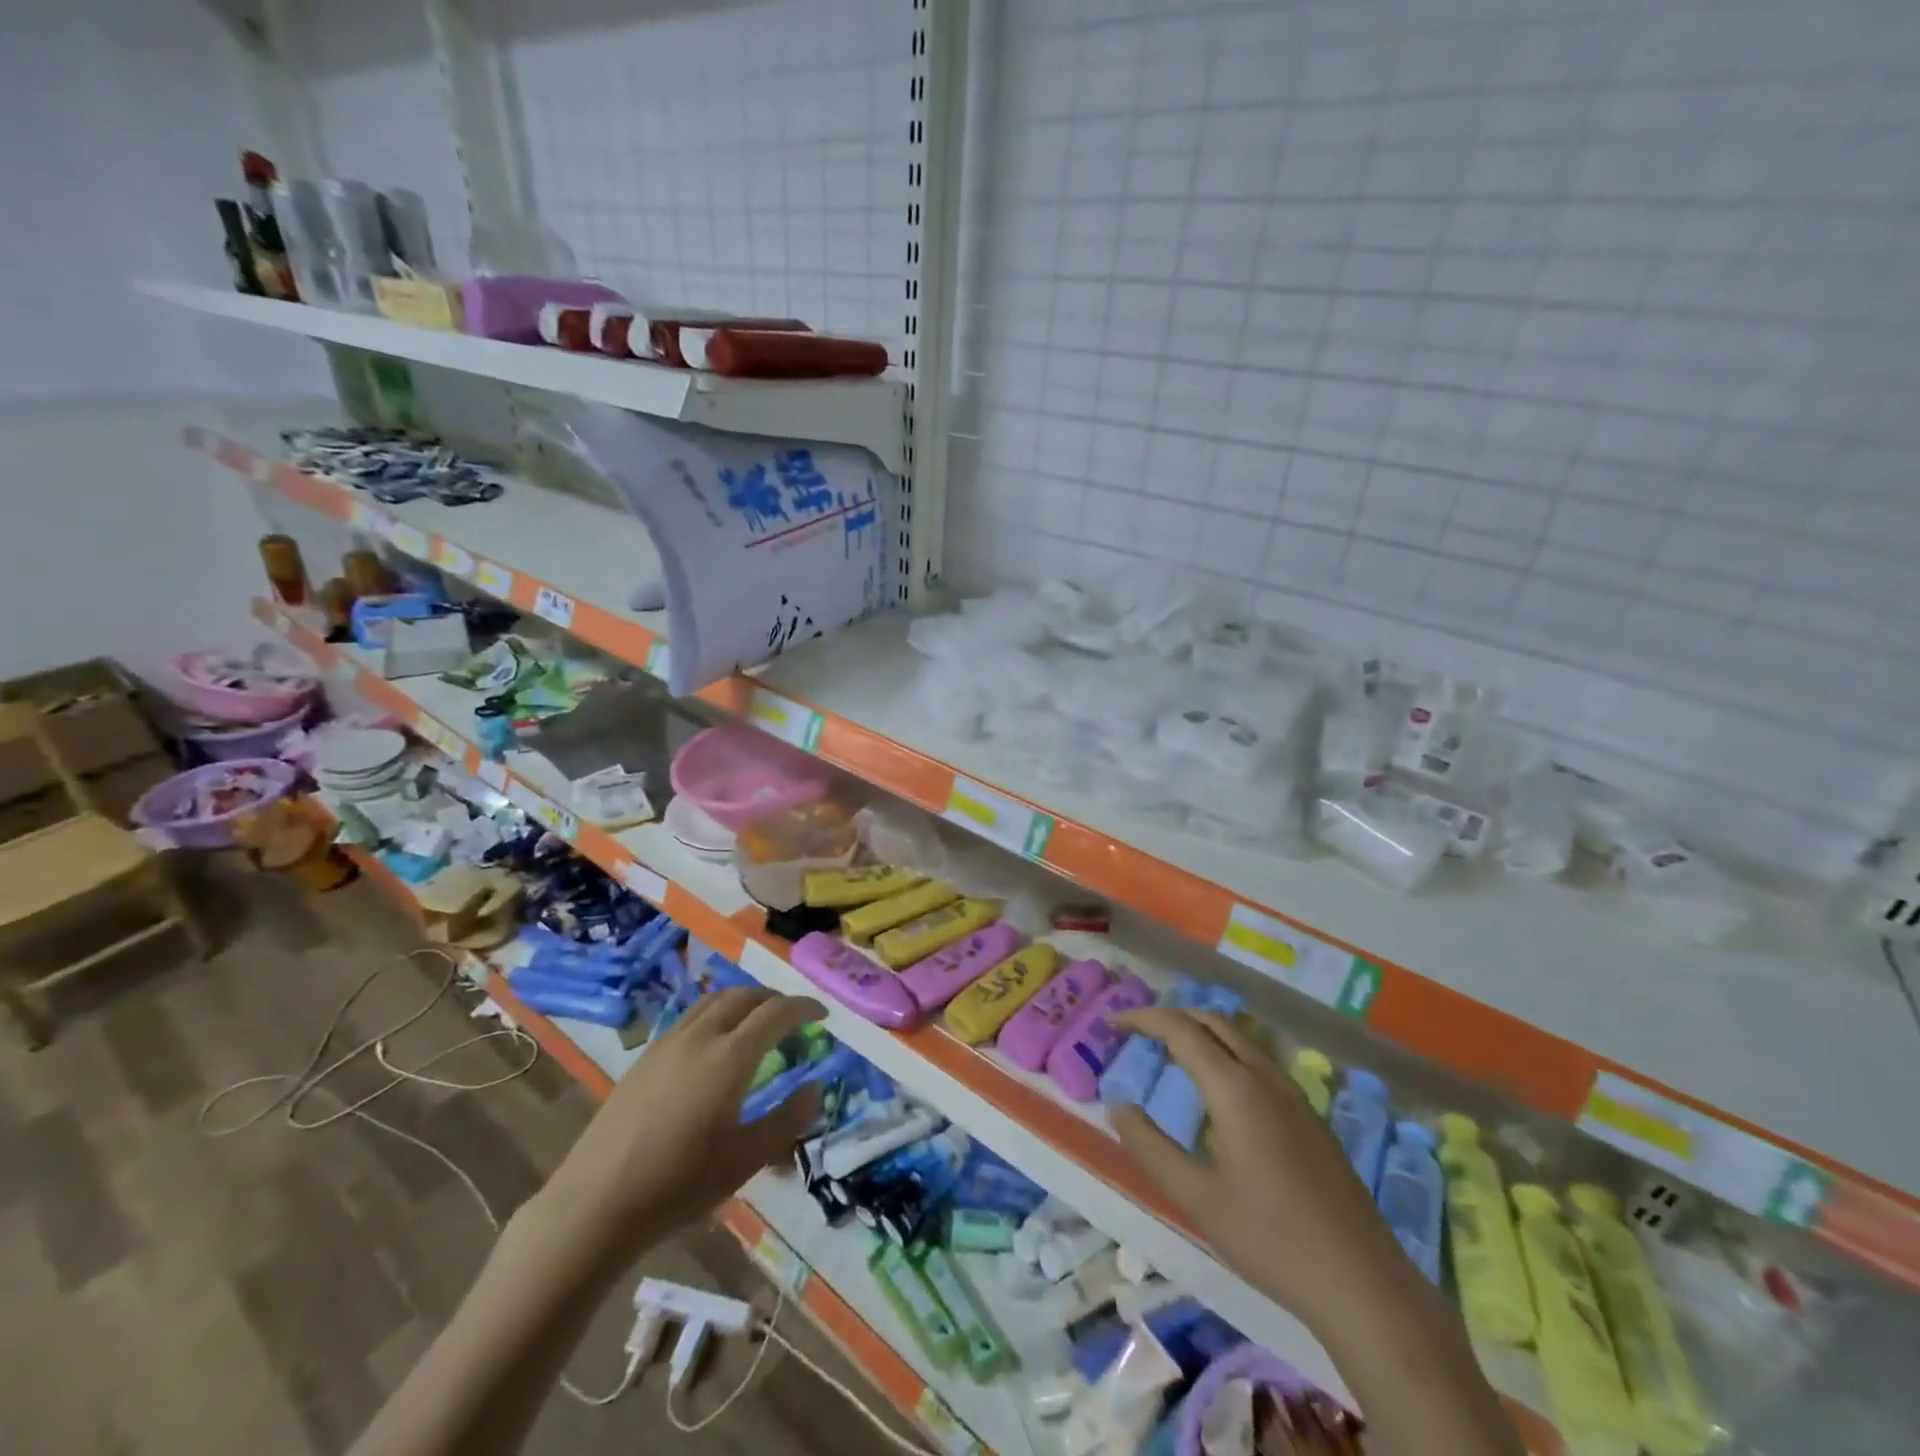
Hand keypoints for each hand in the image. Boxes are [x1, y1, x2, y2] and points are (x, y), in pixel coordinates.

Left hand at [541, 988, 826, 1260]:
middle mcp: (701, 1036)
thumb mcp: (746, 1159)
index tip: (822, 1014)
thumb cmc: (680, 1184)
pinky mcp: (645, 1056)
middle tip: (792, 1019)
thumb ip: (788, 1120)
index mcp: (731, 1056)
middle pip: (744, 996)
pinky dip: (716, 1014)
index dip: (804, 1007)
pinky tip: (714, 1044)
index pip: (776, 1012)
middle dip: (774, 1000)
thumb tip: (814, 1088)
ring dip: (743, 1001)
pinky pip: (690, 1016)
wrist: (597, 1203)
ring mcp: (668, 1042)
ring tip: (756, 1023)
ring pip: (714, 1000)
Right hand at [1108, 1009, 1411, 1331]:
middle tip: (1139, 1033)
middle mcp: (1266, 1079)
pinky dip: (1227, 1054)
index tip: (1114, 1023)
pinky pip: (1259, 1063)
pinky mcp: (1311, 1119)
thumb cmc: (1271, 1240)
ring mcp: (1295, 1097)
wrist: (1364, 1285)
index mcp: (1236, 1089)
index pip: (1181, 1030)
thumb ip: (1151, 1148)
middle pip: (1214, 1022)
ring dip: (1202, 1033)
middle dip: (1173, 1018)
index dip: (1144, 1019)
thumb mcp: (1197, 1198)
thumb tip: (1118, 1107)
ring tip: (1172, 1053)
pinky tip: (1220, 1093)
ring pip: (1241, 1040)